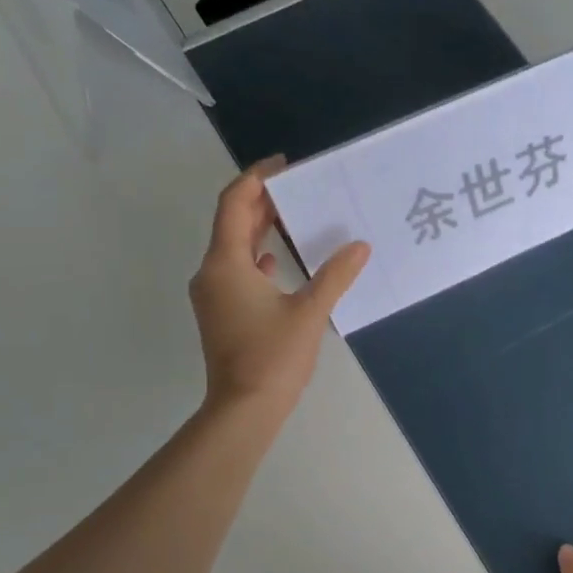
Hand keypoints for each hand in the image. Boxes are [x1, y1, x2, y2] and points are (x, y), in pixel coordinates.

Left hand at [190, 157, 369, 417]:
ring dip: (259, 230)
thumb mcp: (310, 313)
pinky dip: (256, 259)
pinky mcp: (221, 314)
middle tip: (297, 188)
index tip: (285, 164)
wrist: (244, 409)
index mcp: (226, 264)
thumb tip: (360, 247)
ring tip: (293, 219)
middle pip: (231, 224)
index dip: (258, 178)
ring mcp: (213, 295)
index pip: (235, 203)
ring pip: (233, 249)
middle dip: (262, 203)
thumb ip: (335, 276)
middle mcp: (212, 273)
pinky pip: (236, 273)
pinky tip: (278, 264)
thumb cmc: (273, 357)